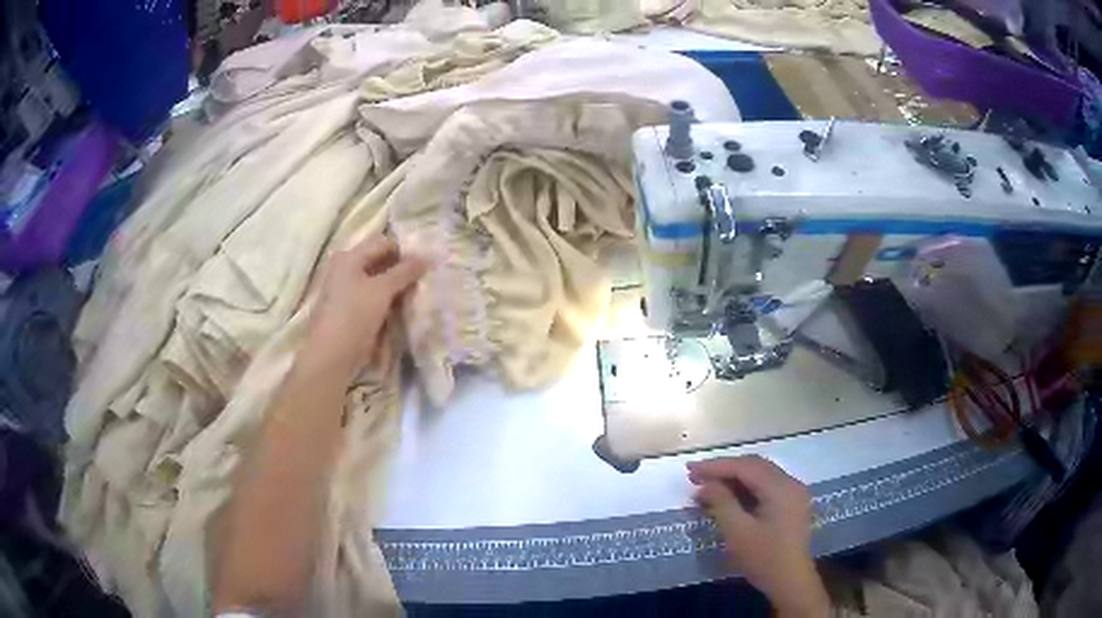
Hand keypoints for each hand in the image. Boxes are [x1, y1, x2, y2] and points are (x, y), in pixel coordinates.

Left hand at [305, 234, 426, 377]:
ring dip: (395, 288)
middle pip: (379, 261)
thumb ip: (405, 272)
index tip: (425, 266)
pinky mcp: (348, 310)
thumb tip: (427, 257)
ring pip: (377, 281)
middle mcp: (345, 268)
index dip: (405, 251)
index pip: (383, 242)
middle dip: (401, 270)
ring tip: (413, 298)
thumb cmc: (354, 317)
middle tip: (422, 282)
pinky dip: (386, 301)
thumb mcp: (382, 291)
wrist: (330, 358)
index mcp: (349, 257)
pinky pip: (372, 298)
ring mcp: (345, 290)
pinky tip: (399, 311)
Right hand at [688, 456, 828, 617]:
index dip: (716, 466)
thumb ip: (721, 503)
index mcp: (781, 487)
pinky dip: (746, 489)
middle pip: (754, 466)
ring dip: (734, 479)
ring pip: (760, 476)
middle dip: (725, 470)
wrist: (791, 582)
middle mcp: (790, 483)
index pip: (745, 467)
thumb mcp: (738, 532)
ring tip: (708, 489)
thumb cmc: (764, 558)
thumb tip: (705, 484)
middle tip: (696, 477)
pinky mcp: (791, 505)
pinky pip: (766, 487)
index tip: (690, 470)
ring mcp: (793, 494)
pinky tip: (729, 499)